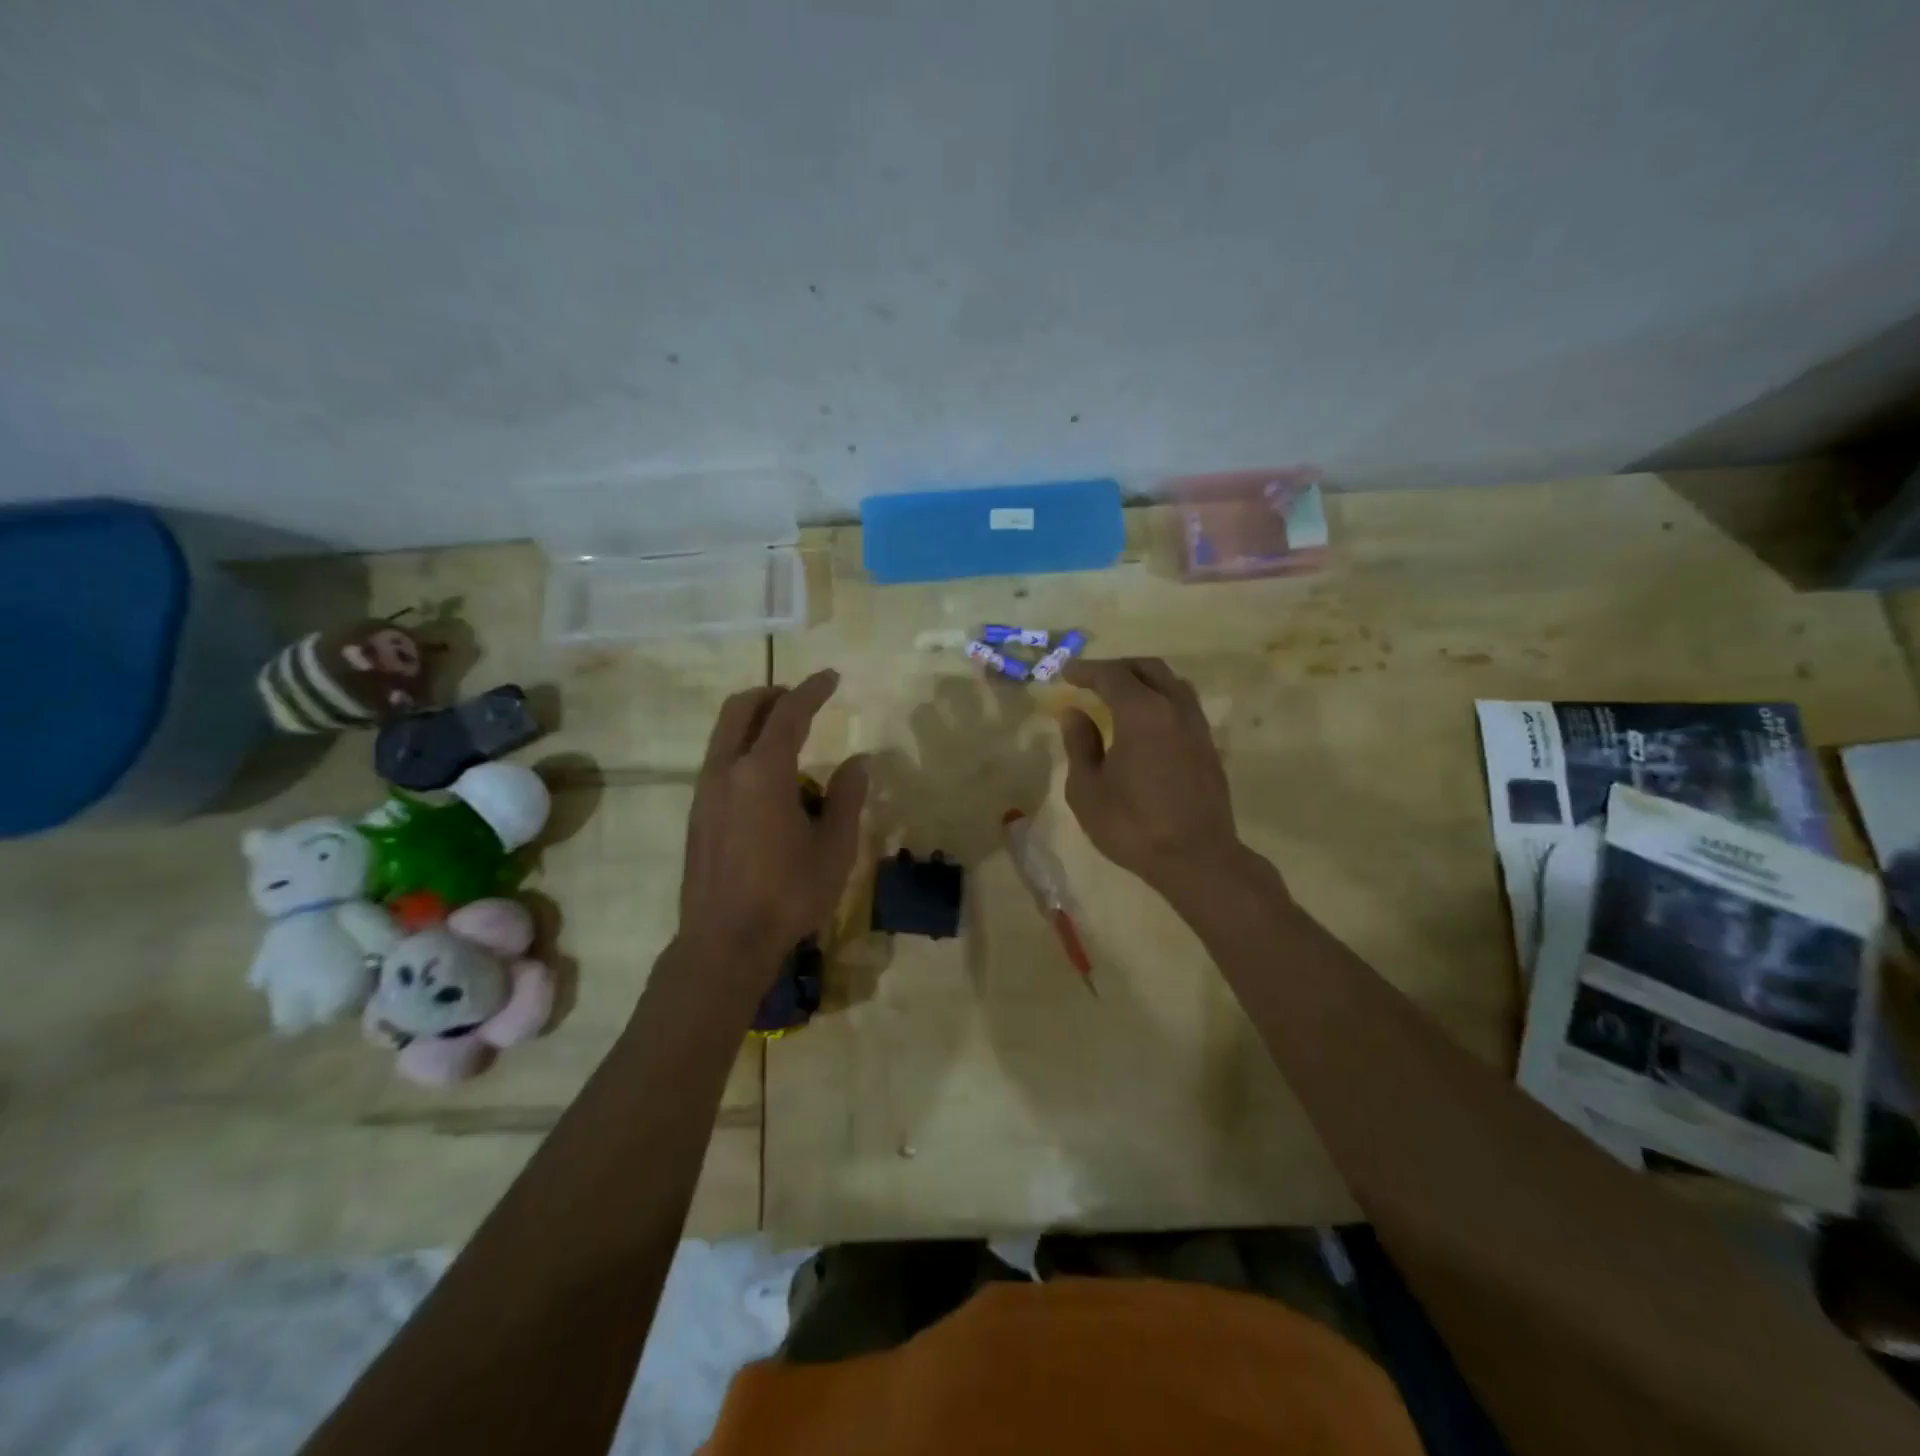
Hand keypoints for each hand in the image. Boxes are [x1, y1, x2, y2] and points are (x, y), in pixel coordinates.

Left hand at [679, 670, 867, 977]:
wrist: (724, 942)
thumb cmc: (788, 894)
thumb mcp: (835, 847)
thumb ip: (848, 797)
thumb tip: (858, 761)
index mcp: (763, 772)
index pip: (789, 713)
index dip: (812, 690)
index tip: (832, 677)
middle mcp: (726, 770)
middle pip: (741, 708)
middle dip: (773, 694)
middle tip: (803, 699)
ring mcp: (705, 791)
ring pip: (725, 733)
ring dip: (755, 720)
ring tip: (789, 738)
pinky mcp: (697, 813)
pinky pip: (720, 759)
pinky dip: (743, 747)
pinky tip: (769, 781)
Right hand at [1059, 658, 1244, 895]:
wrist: (1197, 858)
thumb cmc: (1132, 825)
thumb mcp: (1088, 789)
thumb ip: (1080, 744)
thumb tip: (1074, 713)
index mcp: (1142, 713)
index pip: (1112, 676)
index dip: (1086, 670)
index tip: (1065, 672)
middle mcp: (1174, 709)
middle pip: (1148, 669)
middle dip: (1117, 667)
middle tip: (1092, 678)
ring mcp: (1197, 727)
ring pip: (1172, 683)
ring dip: (1144, 680)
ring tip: (1121, 694)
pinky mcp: (1209, 747)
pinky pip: (1184, 705)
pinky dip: (1161, 699)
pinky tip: (1147, 721)